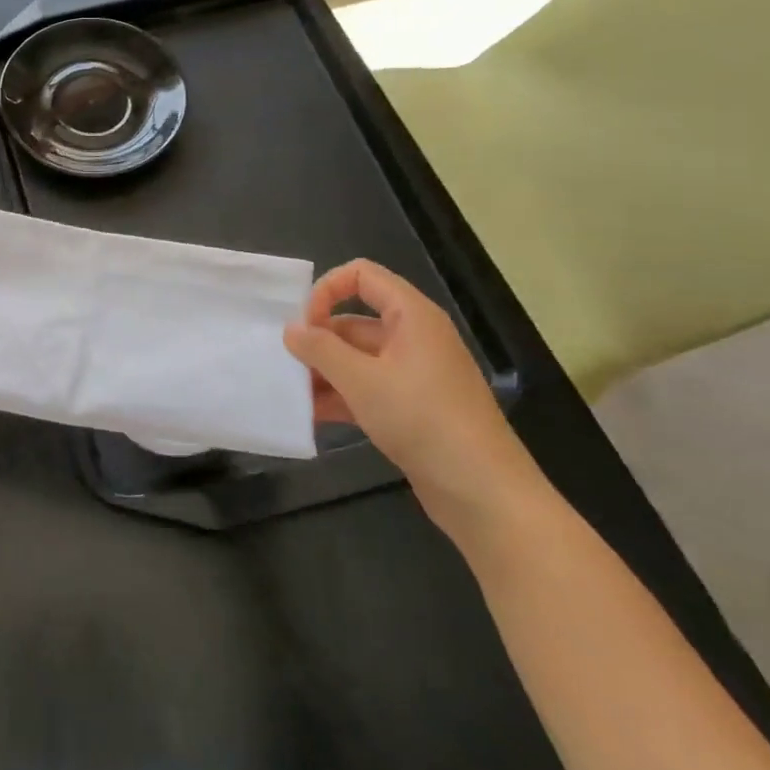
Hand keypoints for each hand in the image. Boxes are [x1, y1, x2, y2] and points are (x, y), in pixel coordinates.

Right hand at [284, 259, 544, 537]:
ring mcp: (414, 374)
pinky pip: (367, 388)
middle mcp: (414, 338)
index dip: (327, 290)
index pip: (362, 275)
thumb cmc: (423, 421)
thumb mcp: (362, 381)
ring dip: (324, 372)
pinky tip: (311, 415)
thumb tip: (291, 329)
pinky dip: (340, 396)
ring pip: (357, 358)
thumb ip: (320, 350)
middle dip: (318, 340)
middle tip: (286, 364)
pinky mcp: (412, 407)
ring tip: (291, 393)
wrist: (484, 494)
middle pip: (354, 321)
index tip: (304, 323)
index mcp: (412, 317)